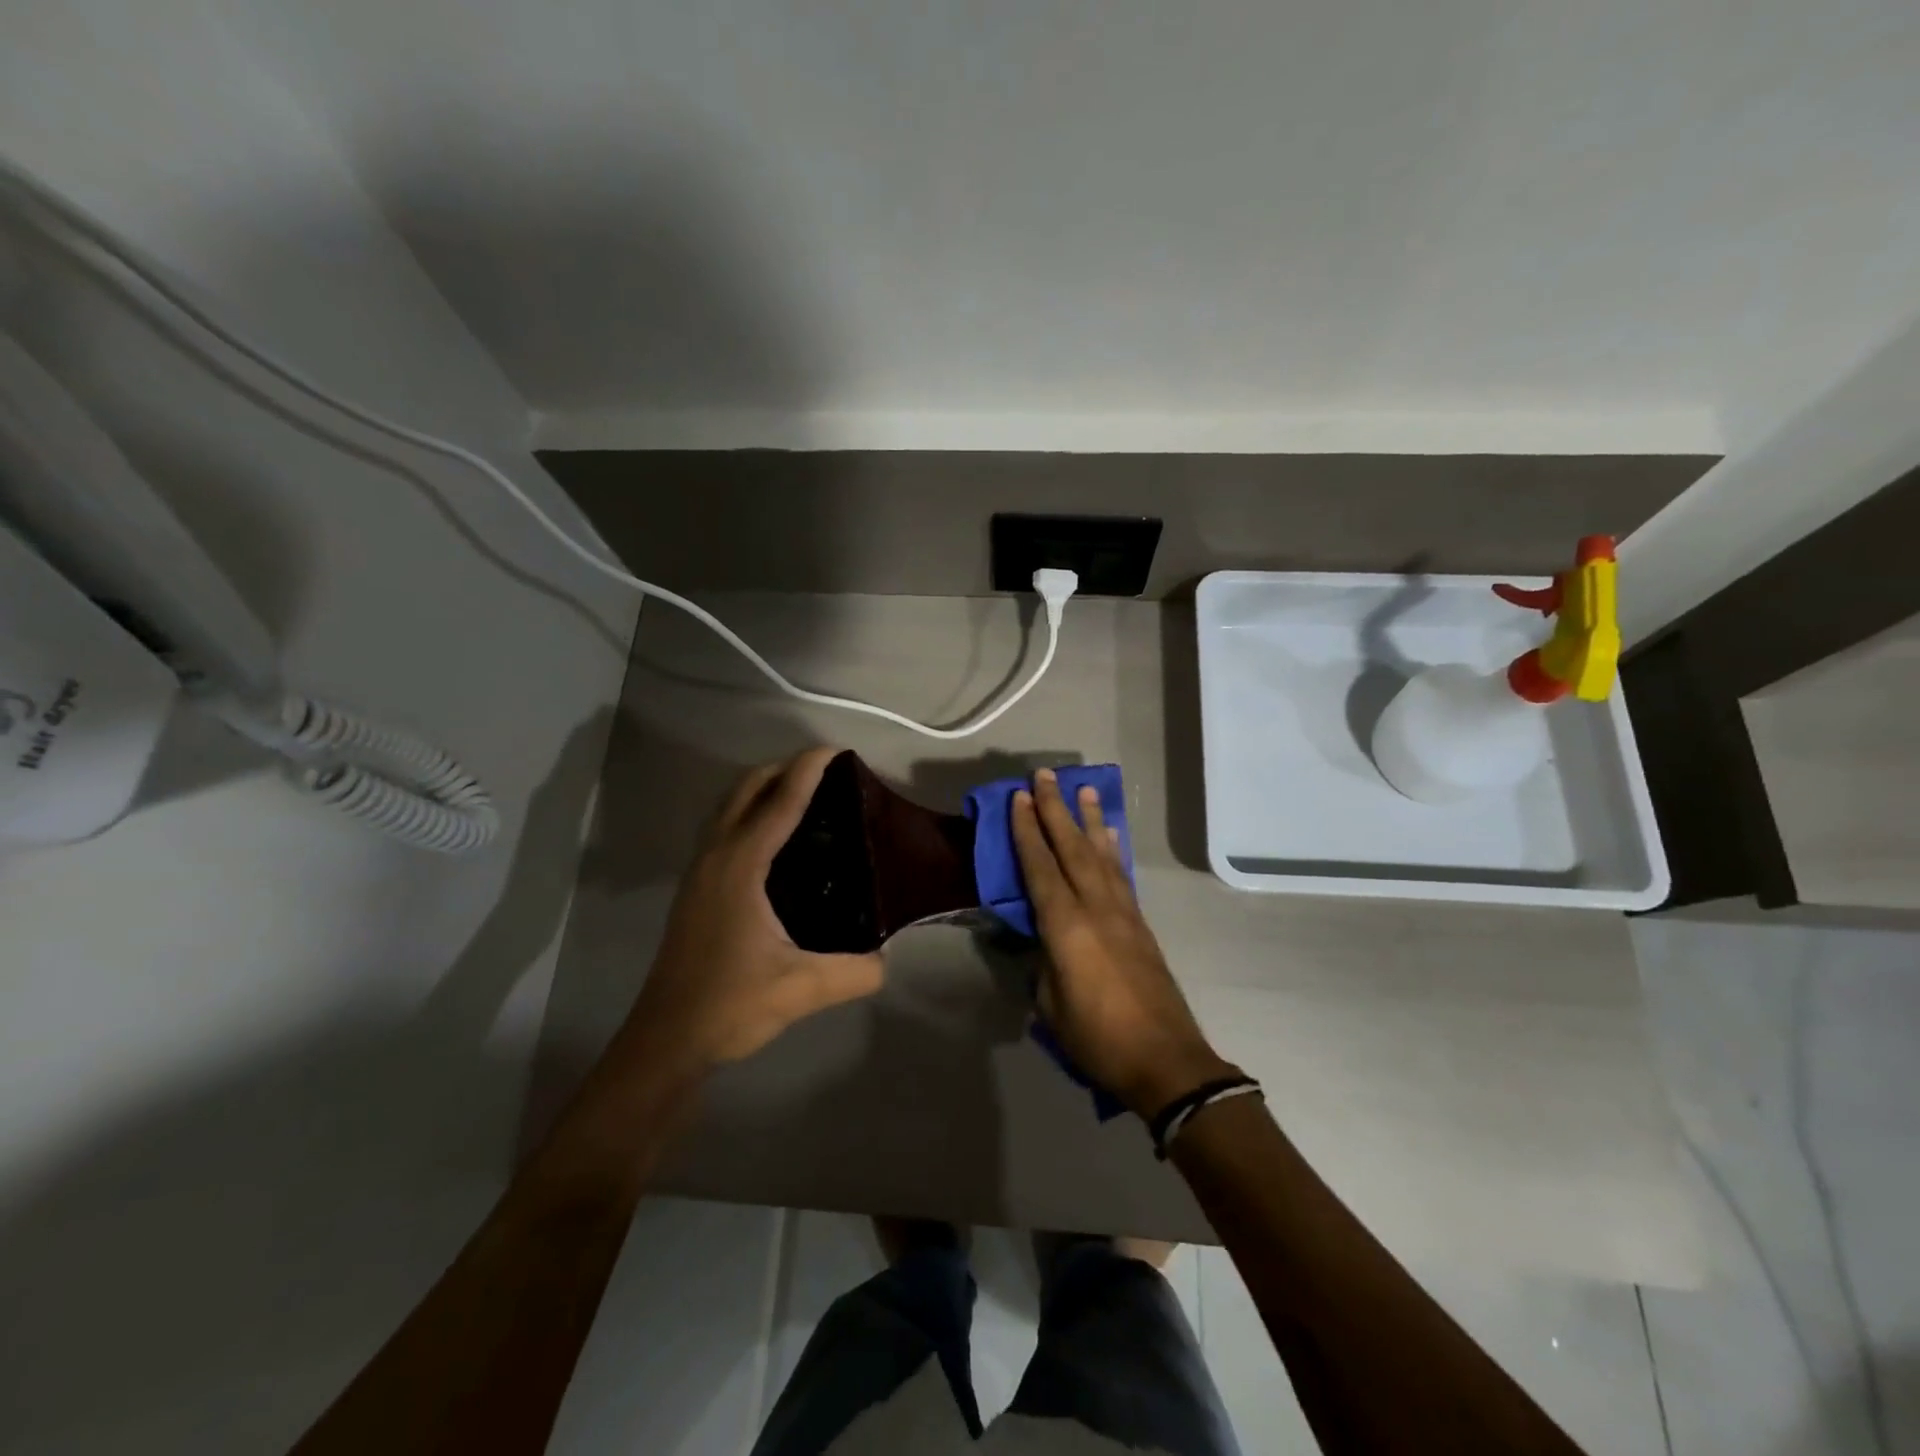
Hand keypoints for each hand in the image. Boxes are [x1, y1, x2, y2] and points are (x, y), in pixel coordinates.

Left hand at [623, 748, 885, 1075]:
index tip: (837, 750)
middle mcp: (716, 857)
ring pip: (730, 807)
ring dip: (763, 788)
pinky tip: (776, 840)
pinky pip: (725, 829)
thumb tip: (887, 960)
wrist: (666, 1039)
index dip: (808, 770)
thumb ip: (856, 972)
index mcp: (740, 867)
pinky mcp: (697, 889)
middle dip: (784, 769)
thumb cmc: (729, 1005)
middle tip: (827, 772)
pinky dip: (751, 813)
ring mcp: (700, 872)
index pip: (779, 802)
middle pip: (746, 790)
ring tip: (805, 795)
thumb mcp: (802, 989)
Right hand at [1010, 769, 1236, 1118]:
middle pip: (1072, 848)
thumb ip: (1043, 964)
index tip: (1020, 798)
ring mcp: (1122, 913)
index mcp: (1065, 926)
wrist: (1165, 1060)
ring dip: (1090, 820)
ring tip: (1083, 790)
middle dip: (1056, 809)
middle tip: (1046, 775)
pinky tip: (1110, 836)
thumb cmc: (1097, 1038)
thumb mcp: (1051, 1004)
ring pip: (1101, 854)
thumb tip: (1043, 943)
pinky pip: (1120, 875)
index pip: (1040, 867)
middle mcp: (1095, 907)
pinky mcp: (1140, 925)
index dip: (1028, 831)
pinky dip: (1112, 850)